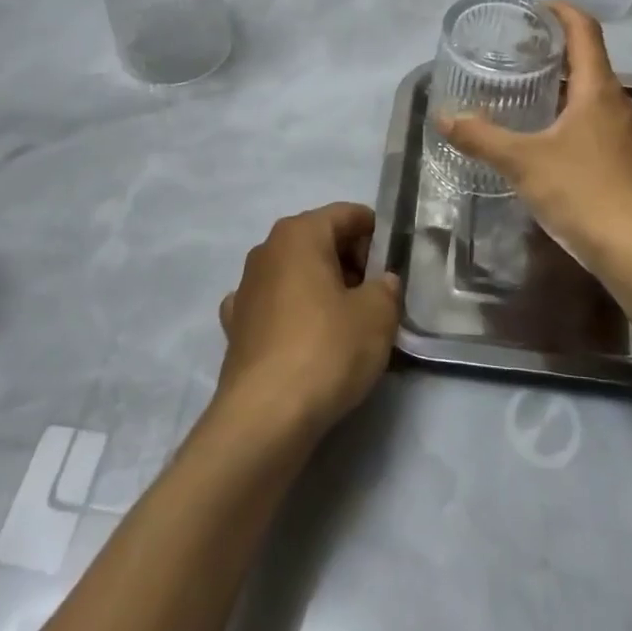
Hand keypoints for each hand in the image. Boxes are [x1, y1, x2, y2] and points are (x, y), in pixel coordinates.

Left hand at [216, 203, 400, 439]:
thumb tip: (381, 282)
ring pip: (296, 274)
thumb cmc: (326, 349)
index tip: (395, 262)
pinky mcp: (236, 326)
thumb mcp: (377, 315)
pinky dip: (294, 314)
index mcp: (299, 233)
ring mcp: (246, 288)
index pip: (347, 214)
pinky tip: (306, 338)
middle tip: (378, 295)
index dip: (376, 233)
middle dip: (351, 262)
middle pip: (319, 241)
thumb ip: (386, 288)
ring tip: (349, 323)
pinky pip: (275, 306)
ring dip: (323, 288)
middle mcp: (267, 250)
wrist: (265, 416)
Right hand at [438, 2, 631, 281]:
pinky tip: (554, 143)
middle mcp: (621, 103)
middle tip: (519, 57)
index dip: (562, 11)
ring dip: (566, 89)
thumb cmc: (582, 193)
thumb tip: (444, 117)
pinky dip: (577, 118)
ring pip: (596, 97)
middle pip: (590, 62)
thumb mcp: (522, 162)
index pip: (584, 31)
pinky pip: (602, 124)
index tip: (535, 8)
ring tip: (530, 98)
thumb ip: (481, 137)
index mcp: (598, 90)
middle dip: (556, 53)